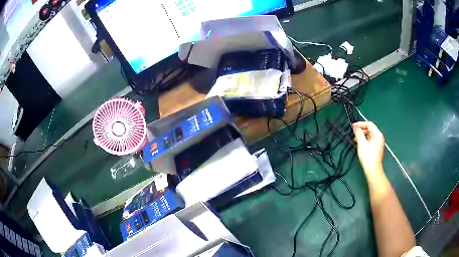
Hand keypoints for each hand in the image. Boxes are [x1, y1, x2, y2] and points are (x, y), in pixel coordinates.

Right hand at [353, 121, 384, 172]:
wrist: (373, 170)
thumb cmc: (368, 156)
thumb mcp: (361, 143)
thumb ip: (358, 133)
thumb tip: (355, 127)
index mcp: (377, 134)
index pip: (369, 124)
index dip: (360, 124)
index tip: (353, 126)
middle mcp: (379, 137)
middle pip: (369, 129)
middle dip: (361, 130)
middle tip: (353, 133)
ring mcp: (378, 144)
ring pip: (369, 136)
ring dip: (362, 136)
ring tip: (355, 140)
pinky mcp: (376, 149)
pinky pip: (370, 141)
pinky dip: (364, 141)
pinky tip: (359, 145)